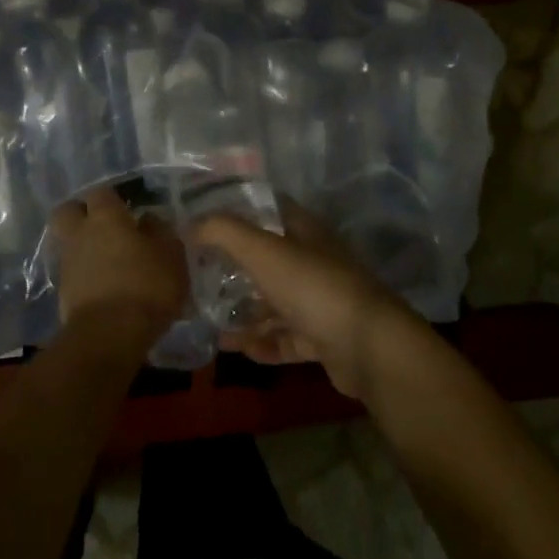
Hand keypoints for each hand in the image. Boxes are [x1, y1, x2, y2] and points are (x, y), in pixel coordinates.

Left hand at [50, 188, 187, 337]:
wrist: (108, 335)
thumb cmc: (146, 287)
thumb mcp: (171, 256)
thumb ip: (160, 232)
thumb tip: (148, 220)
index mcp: (105, 217)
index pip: (101, 193)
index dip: (113, 199)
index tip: (129, 210)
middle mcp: (80, 233)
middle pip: (68, 211)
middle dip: (82, 214)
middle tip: (105, 227)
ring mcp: (67, 262)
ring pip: (69, 242)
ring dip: (84, 247)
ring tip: (110, 261)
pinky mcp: (62, 291)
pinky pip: (72, 271)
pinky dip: (85, 273)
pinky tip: (105, 285)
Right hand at [189, 202, 416, 398]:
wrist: (368, 346)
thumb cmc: (313, 287)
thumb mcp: (262, 251)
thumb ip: (223, 232)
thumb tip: (190, 224)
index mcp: (306, 233)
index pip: (271, 210)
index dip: (240, 211)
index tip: (205, 220)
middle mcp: (315, 263)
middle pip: (269, 260)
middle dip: (235, 268)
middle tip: (199, 277)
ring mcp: (322, 302)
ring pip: (276, 303)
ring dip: (245, 312)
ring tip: (209, 320)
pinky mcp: (324, 339)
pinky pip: (286, 338)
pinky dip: (263, 342)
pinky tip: (237, 348)